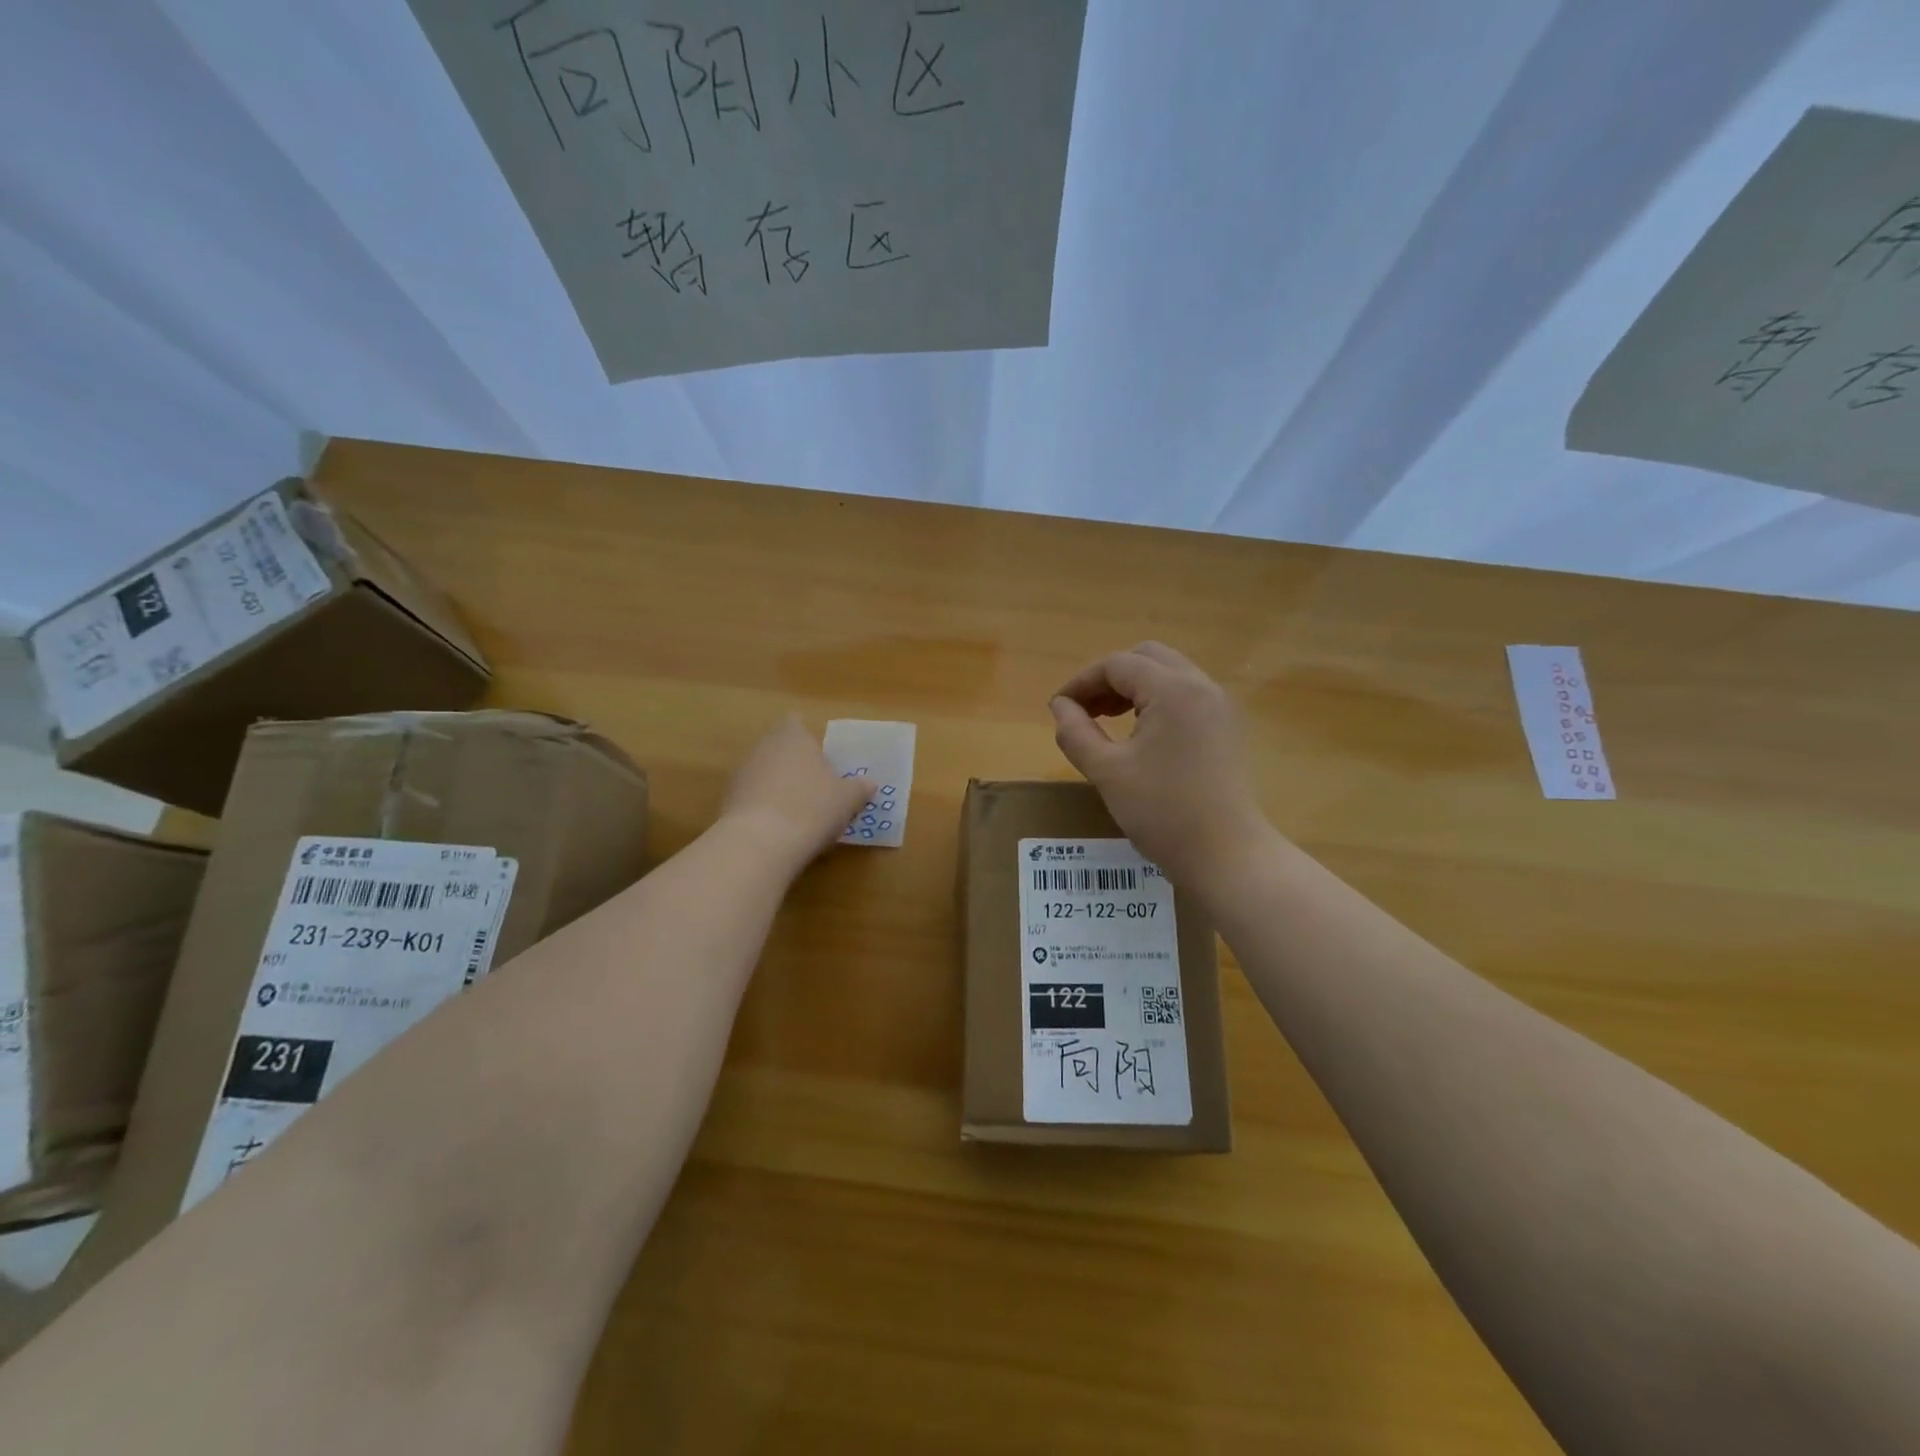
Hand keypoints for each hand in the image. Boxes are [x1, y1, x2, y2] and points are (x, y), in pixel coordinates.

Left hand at [719, 715, 871, 864]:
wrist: (761, 843)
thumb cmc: (812, 807)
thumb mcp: (847, 799)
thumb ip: (859, 788)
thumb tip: (870, 783)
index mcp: (793, 736)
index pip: (796, 723)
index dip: (807, 738)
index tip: (821, 758)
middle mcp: (763, 747)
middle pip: (779, 749)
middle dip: (794, 765)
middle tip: (817, 788)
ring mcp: (741, 774)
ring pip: (764, 774)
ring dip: (778, 787)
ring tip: (799, 813)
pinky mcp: (727, 802)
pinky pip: (752, 798)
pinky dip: (764, 809)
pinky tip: (779, 830)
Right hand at [1049, 643, 1271, 887]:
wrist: (1226, 855)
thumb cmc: (1162, 812)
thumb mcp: (1106, 771)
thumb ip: (1076, 732)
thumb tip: (1060, 706)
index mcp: (1173, 690)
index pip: (1117, 665)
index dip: (1081, 682)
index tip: (1058, 708)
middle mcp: (1201, 686)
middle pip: (1146, 658)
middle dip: (1109, 677)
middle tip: (1084, 710)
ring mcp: (1219, 706)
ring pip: (1168, 674)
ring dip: (1133, 688)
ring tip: (1106, 719)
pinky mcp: (1226, 727)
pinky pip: (1185, 695)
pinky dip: (1156, 701)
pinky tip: (1139, 734)